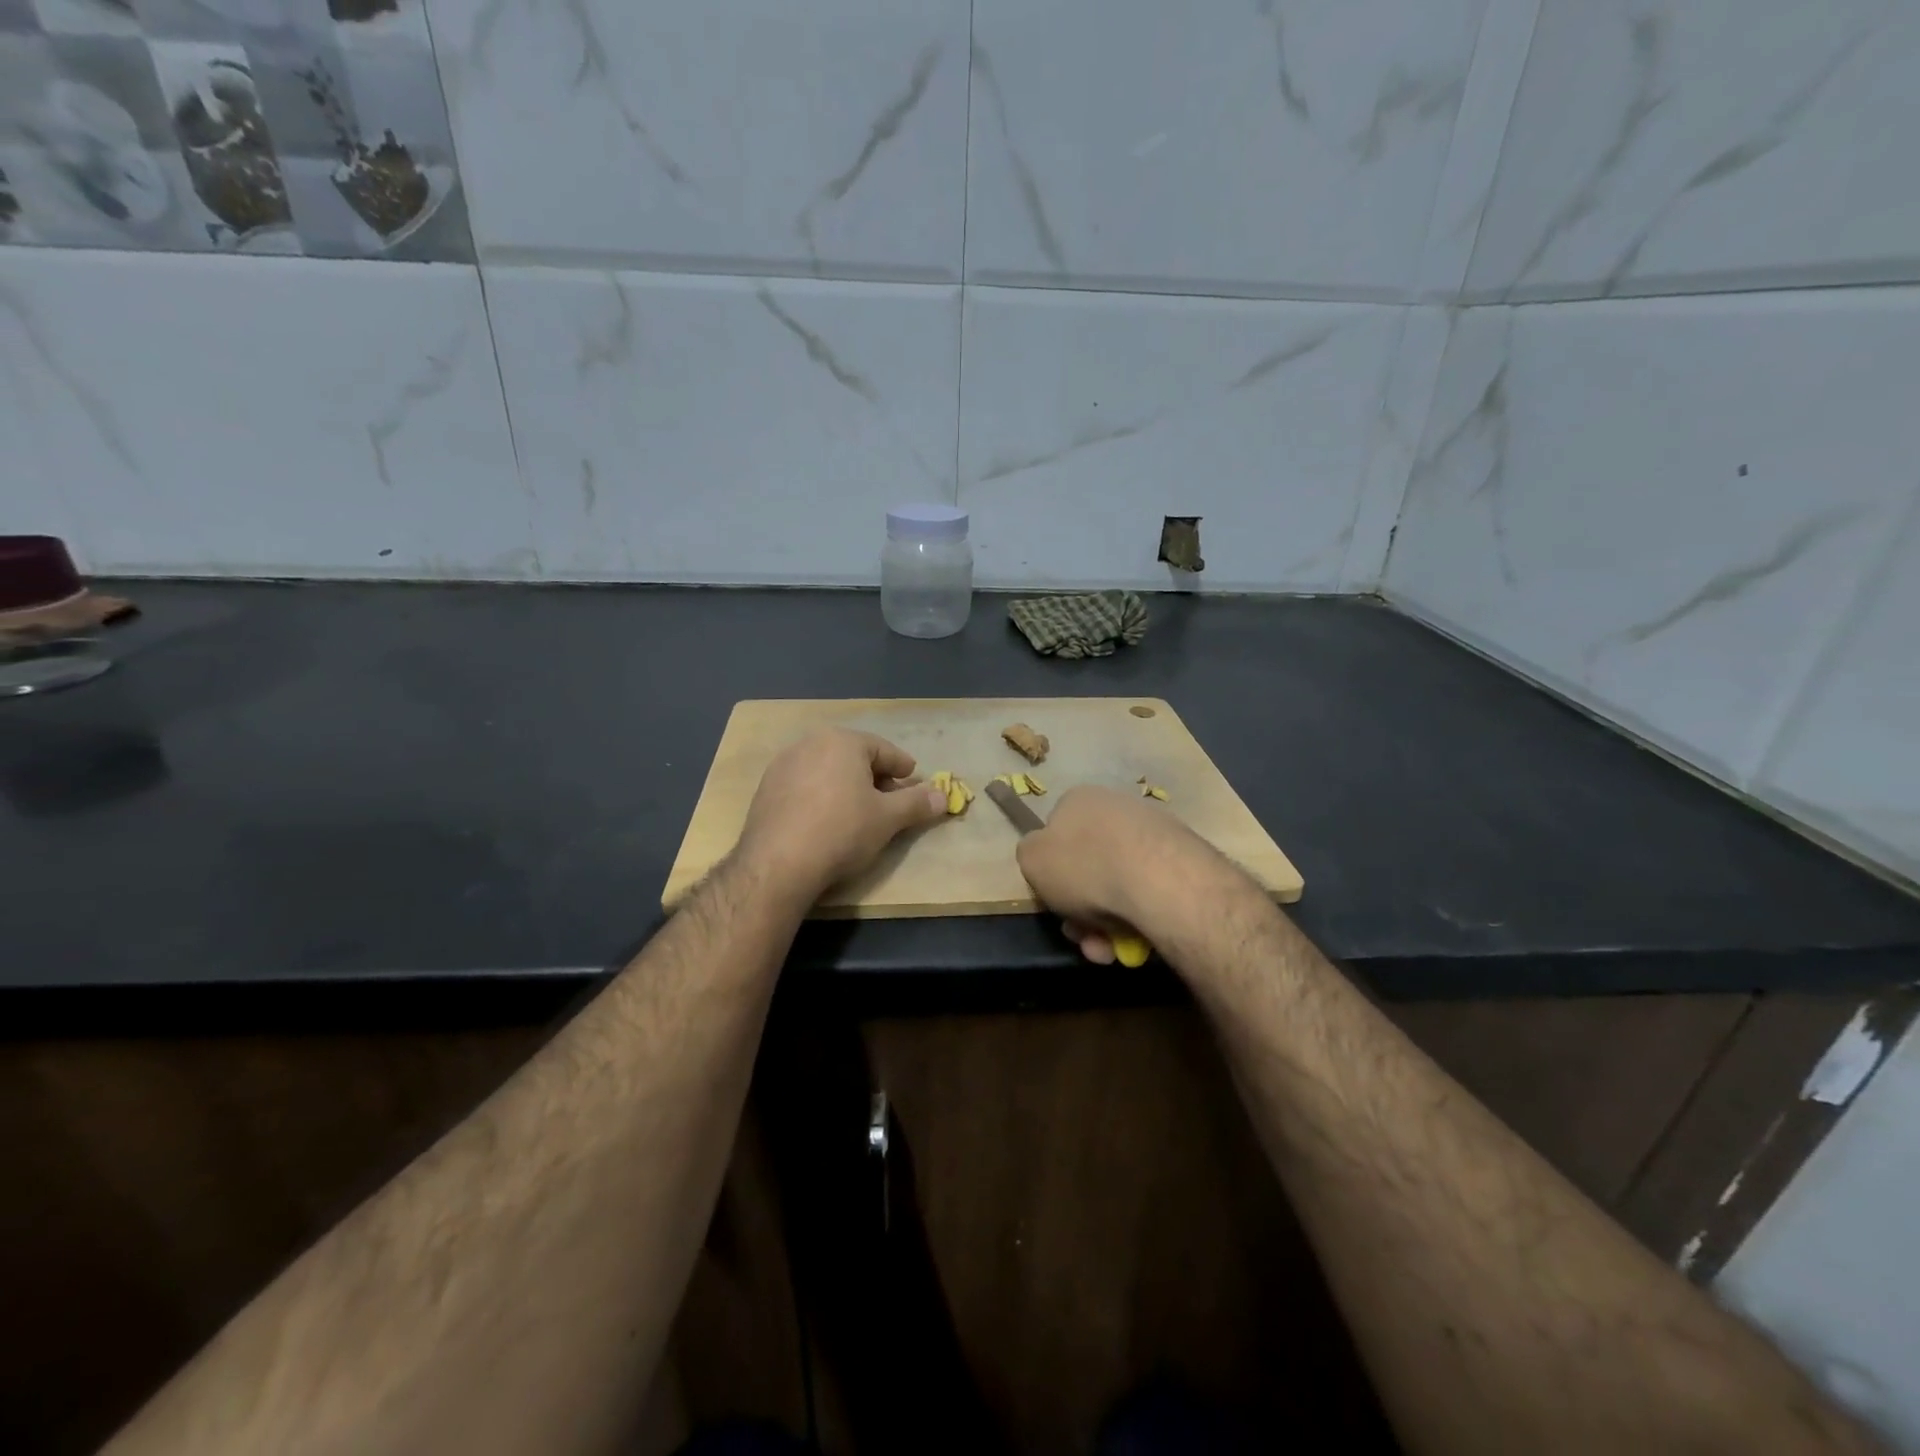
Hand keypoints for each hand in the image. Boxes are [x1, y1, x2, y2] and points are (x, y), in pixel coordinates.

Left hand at [736, 728, 948, 899]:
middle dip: (875, 777)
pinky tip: (826, 821)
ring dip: (847, 786)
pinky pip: (805, 785)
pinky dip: (821, 796)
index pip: (884, 750)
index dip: (904, 769)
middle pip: (854, 757)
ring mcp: (783, 765)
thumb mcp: (888, 819)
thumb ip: (917, 803)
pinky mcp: (765, 789)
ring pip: (827, 770)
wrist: (777, 864)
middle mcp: (810, 743)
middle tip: (889, 802)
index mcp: (843, 741)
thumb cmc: (842, 831)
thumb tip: (943, 796)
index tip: (915, 784)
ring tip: (859, 812)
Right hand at [1015, 786, 1255, 964]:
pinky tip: (1137, 942)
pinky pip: (1149, 893)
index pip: (1057, 833)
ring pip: (1119, 886)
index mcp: (1080, 800)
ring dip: (1107, 923)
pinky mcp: (1183, 860)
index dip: (1052, 872)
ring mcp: (1154, 833)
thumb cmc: (1084, 866)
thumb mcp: (1031, 859)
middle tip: (1082, 937)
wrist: (1158, 880)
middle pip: (1089, 866)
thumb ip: (1031, 854)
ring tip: (1109, 950)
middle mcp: (1117, 808)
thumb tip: (1044, 856)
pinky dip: (1138, 920)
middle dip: (1081, 908)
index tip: (1054, 902)